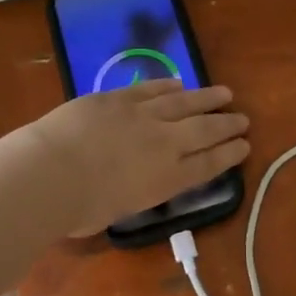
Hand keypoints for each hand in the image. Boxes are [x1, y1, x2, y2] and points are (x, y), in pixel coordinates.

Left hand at [28, 79, 250, 237]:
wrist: (51, 172)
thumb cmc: (79, 208)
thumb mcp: (116, 211)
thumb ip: (129, 194)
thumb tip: (125, 185)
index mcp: (166, 180)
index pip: (207, 165)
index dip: (228, 155)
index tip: (245, 146)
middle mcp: (163, 144)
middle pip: (203, 131)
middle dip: (226, 125)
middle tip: (243, 119)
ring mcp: (141, 116)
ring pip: (183, 103)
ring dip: (206, 98)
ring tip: (224, 93)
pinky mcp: (118, 97)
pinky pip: (150, 89)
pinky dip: (168, 86)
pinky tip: (180, 84)